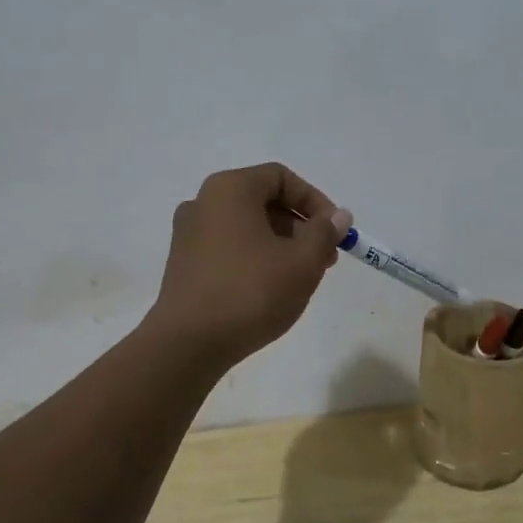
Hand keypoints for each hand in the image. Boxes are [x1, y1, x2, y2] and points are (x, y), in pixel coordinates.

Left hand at [147, 163, 351, 368]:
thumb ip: (325, 233)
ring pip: (246, 227)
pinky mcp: (183, 264)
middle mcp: (203, 202)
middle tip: (325, 258)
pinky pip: (228, 247)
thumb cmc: (250, 292)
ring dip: (280, 244)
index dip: (315, 201)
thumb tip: (338, 215)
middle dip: (300, 227)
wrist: (187, 344)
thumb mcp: (302, 263)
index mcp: (230, 189)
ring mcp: (188, 234)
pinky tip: (270, 290)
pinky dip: (254, 258)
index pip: (281, 178)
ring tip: (301, 278)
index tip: (335, 231)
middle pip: (263, 201)